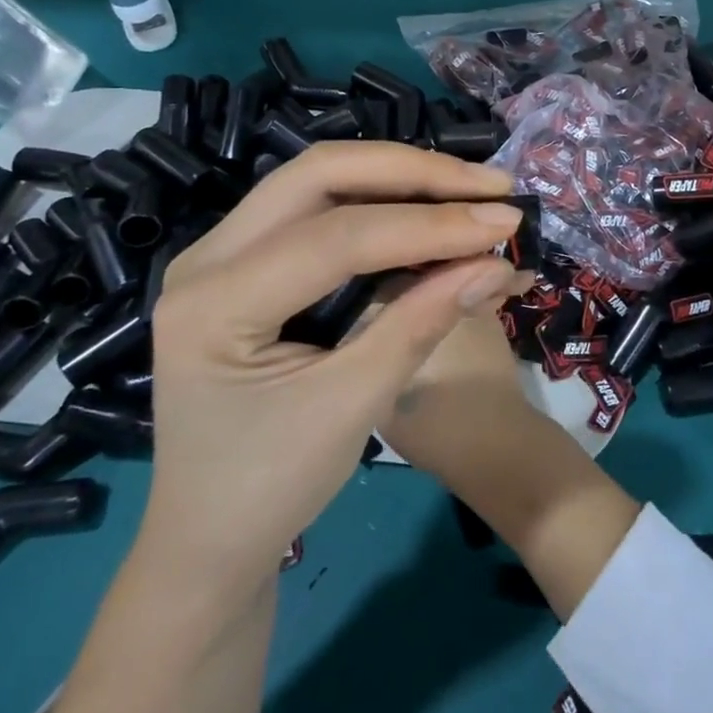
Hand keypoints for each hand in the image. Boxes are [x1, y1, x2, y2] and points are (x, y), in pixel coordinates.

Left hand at [140, 142, 531, 585]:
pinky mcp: (249, 259)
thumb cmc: (270, 487)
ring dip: (401, 178)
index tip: (505, 222)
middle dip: (413, 173)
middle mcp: (208, 255)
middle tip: (488, 186)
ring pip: (321, 180)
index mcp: (214, 301)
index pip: (337, 236)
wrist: (208, 539)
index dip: (429, 225)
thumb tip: (494, 260)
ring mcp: (223, 251)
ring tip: (471, 190)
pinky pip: (320, 207)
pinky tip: (430, 210)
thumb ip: (421, 321)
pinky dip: (382, 202)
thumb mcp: (352, 407)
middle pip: (320, 174)